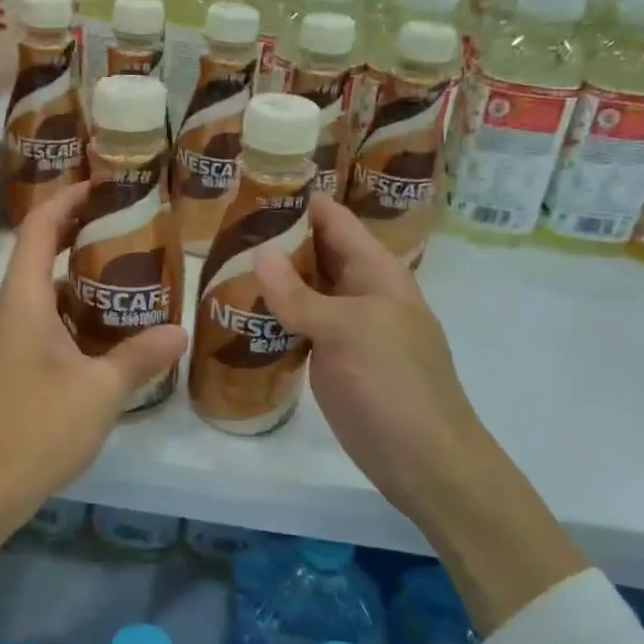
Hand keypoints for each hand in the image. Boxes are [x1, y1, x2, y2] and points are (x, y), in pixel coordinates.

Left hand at [0, 184, 187, 579]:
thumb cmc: (35, 429)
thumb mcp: (99, 392)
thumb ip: (140, 357)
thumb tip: (180, 332)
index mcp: (22, 300)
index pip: (37, 227)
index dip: (66, 200)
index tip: (101, 186)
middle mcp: (7, 312)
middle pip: (38, 256)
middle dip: (79, 238)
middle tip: (129, 233)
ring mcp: (3, 343)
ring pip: (42, 295)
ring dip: (78, 283)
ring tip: (127, 282)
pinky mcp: (6, 371)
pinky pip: (41, 326)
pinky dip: (71, 318)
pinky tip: (105, 339)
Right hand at [253, 196, 585, 631]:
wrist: (425, 461)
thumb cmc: (395, 385)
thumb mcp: (348, 331)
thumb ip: (300, 295)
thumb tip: (258, 252)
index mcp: (377, 272)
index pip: (335, 220)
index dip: (301, 199)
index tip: (254, 182)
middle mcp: (360, 292)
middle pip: (316, 252)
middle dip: (277, 237)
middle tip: (222, 224)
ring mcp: (345, 328)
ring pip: (303, 290)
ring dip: (270, 277)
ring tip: (219, 260)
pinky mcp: (330, 360)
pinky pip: (297, 326)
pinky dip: (271, 315)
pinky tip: (236, 311)